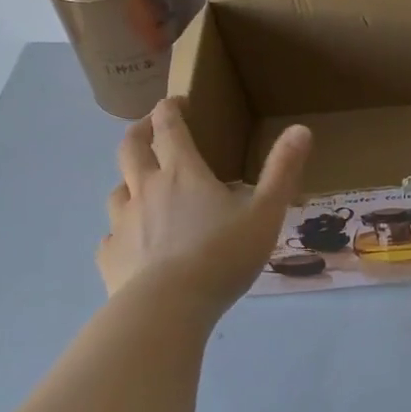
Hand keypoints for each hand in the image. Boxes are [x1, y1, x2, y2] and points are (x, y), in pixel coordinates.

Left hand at [96, 99, 312, 320]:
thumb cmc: (221, 255)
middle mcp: (146, 189)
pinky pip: (111, 235)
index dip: (170, 108)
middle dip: (140, 130)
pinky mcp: (110, 256)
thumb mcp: (265, 211)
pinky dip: (122, 230)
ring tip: (143, 188)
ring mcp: (122, 223)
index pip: (168, 126)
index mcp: (182, 173)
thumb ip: (282, 170)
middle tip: (150, 127)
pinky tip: (134, 243)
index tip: (177, 102)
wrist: (167, 309)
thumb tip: (300, 130)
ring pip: (117, 190)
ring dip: (128, 180)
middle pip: (130, 147)